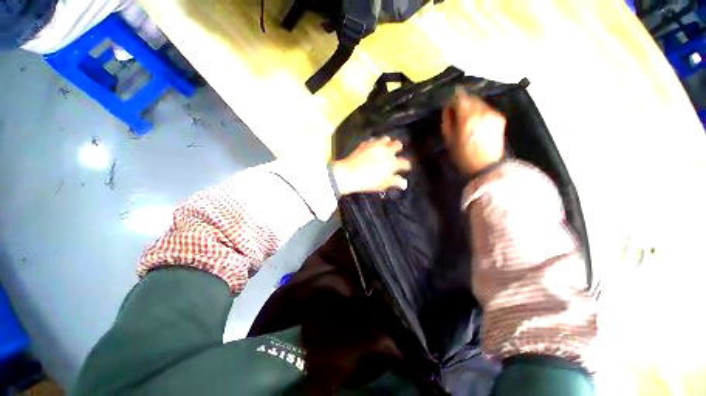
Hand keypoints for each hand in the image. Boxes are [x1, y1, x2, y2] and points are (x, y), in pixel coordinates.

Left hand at [332, 136, 411, 195]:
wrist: (349, 174)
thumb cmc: (368, 182)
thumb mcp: (382, 184)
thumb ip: (394, 182)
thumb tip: (404, 183)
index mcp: (392, 163)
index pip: (405, 162)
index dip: (407, 165)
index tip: (406, 167)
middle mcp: (386, 151)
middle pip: (397, 145)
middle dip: (399, 148)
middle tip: (397, 151)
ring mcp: (376, 145)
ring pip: (386, 139)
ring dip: (388, 142)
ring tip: (386, 146)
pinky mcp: (366, 143)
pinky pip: (374, 139)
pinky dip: (375, 142)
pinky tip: (374, 145)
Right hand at [442, 88, 505, 173]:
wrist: (486, 166)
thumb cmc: (463, 156)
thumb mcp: (449, 140)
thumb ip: (448, 121)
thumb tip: (448, 108)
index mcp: (467, 118)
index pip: (459, 98)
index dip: (452, 99)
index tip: (448, 106)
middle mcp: (482, 112)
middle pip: (470, 97)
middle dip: (462, 102)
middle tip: (456, 112)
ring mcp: (493, 114)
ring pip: (479, 102)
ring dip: (471, 106)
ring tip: (466, 118)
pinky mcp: (500, 117)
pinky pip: (487, 108)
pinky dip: (480, 111)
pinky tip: (476, 122)